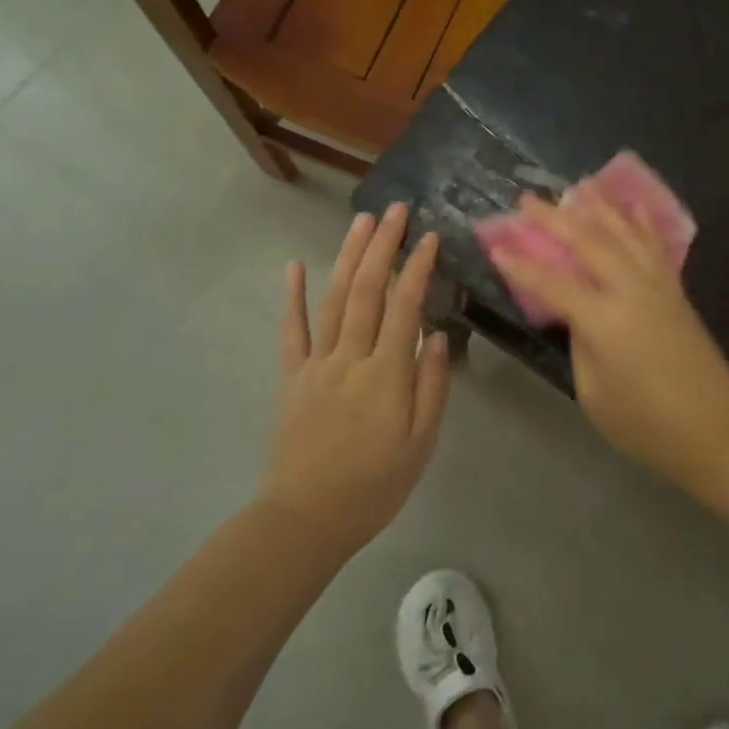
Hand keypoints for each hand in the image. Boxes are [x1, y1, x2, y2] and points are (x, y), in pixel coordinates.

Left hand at [261, 205, 451, 558]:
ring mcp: (317, 364)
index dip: (417, 267)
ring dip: (348, 257)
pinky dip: (292, 296)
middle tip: (395, 209)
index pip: (405, 306)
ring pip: (334, 299)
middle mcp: (351, 357)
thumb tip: (436, 335)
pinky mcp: (293, 377)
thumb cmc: (374, 486)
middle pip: (367, 290)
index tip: (429, 236)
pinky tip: (295, 265)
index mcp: (387, 374)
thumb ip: (432, 386)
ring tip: (362, 222)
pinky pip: (292, 330)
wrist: (306, 520)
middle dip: (382, 246)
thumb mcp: (421, 444)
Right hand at [490, 192, 728, 491]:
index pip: (552, 282)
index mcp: (604, 320)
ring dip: (598, 207)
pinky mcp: (677, 289)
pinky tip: (632, 207)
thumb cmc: (646, 424)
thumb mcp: (594, 393)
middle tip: (527, 199)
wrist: (716, 431)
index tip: (496, 243)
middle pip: (588, 241)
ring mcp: (658, 284)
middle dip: (554, 218)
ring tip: (578, 186)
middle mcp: (631, 289)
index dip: (521, 264)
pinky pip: (653, 244)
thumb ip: (580, 344)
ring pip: (624, 232)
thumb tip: (577, 314)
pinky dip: (639, 221)